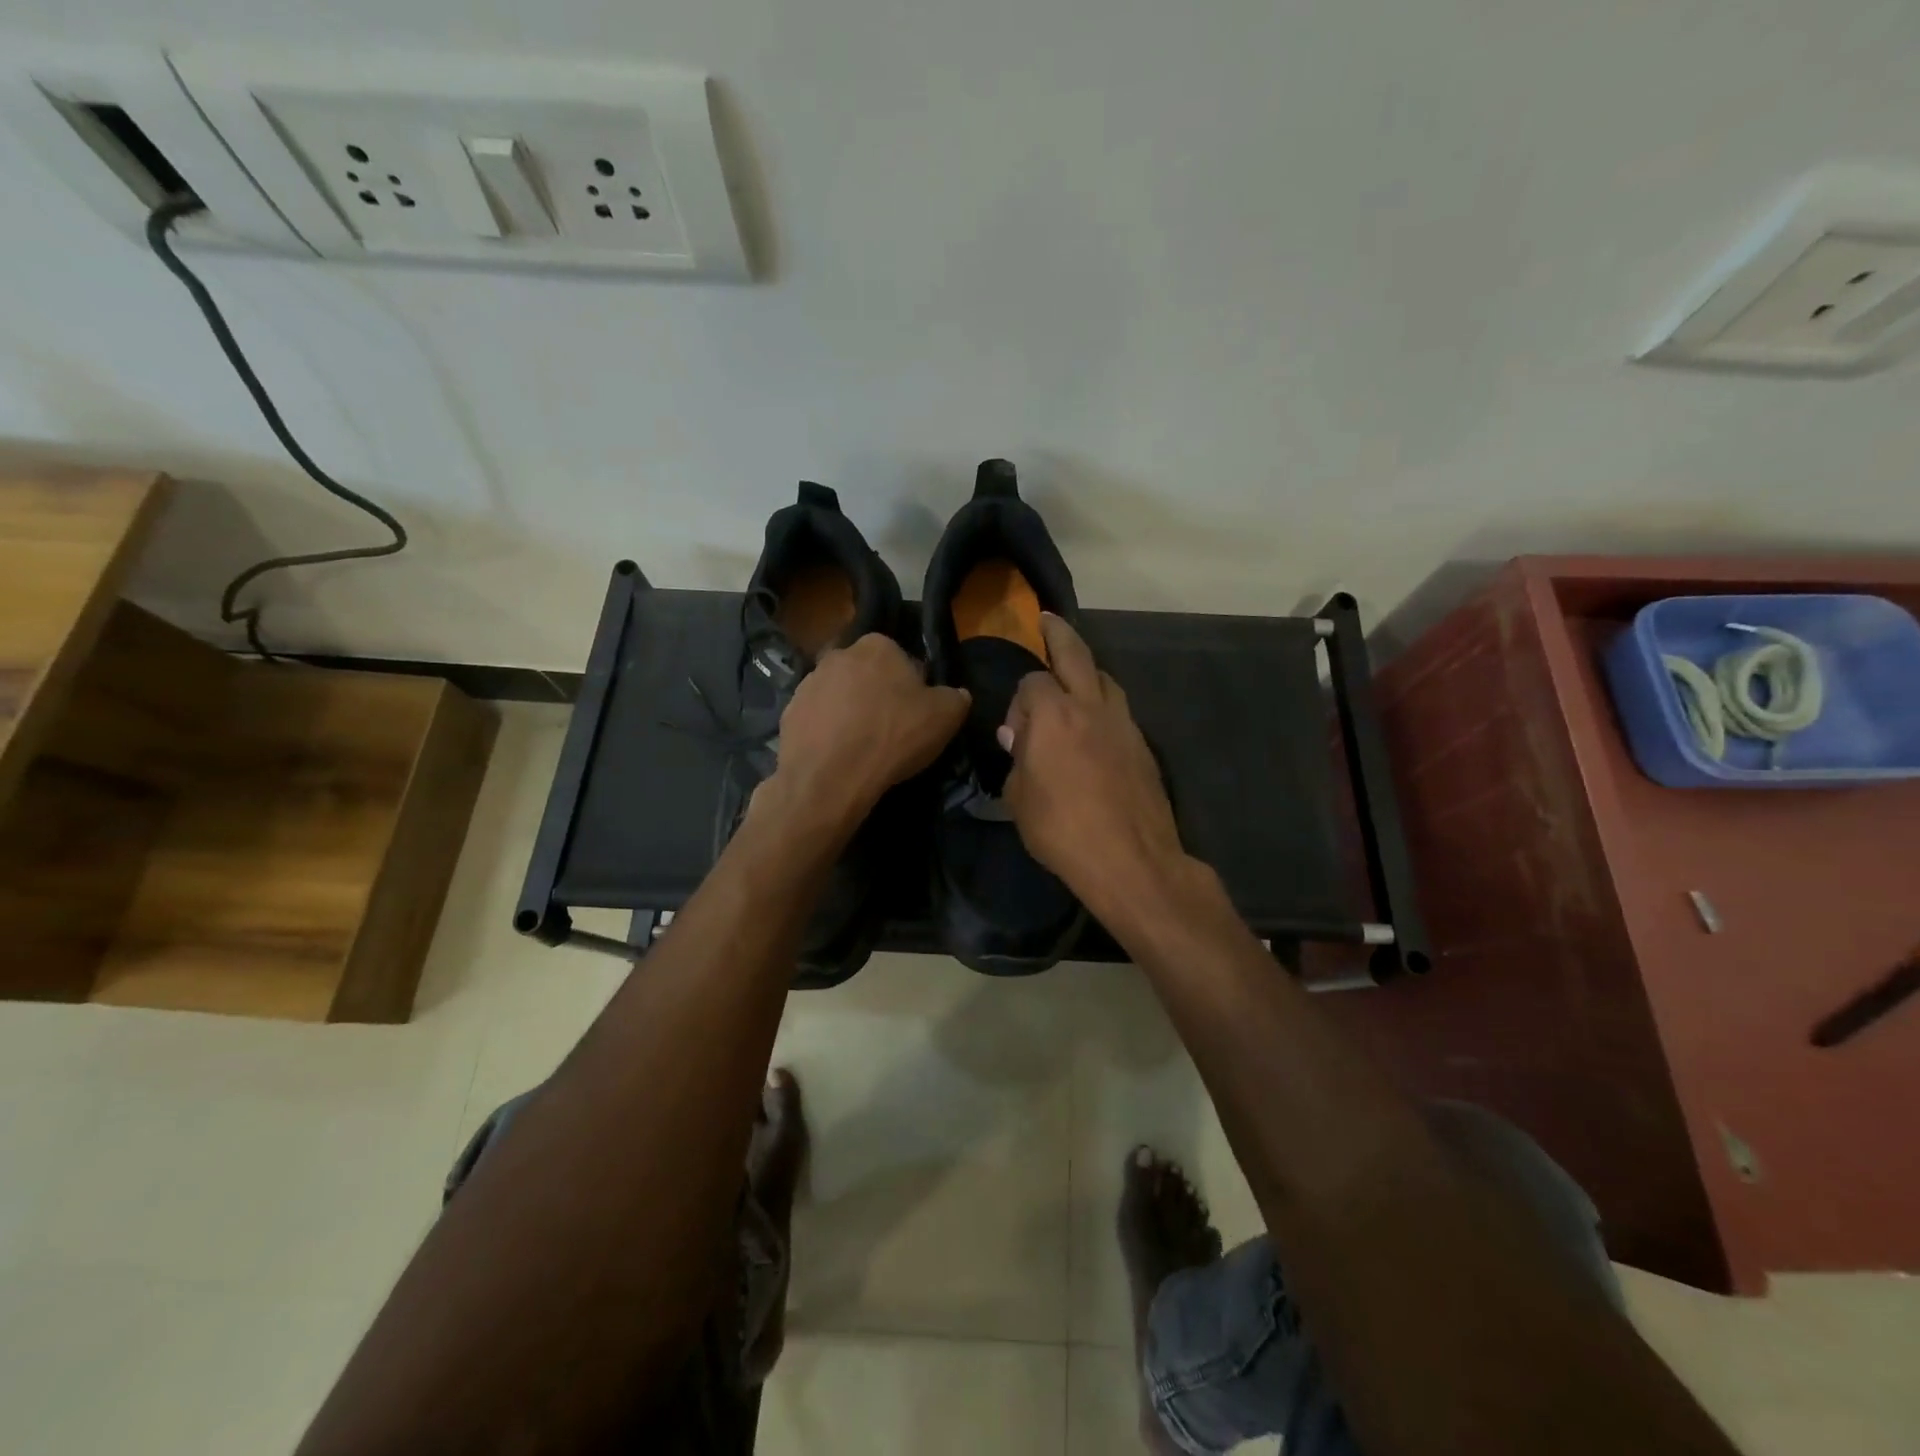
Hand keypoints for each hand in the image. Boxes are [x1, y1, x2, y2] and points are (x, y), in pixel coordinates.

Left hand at [767, 633, 968, 832]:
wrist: (830, 776)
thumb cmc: (893, 736)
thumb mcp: (946, 717)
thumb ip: (955, 697)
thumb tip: (957, 694)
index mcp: (877, 646)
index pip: (901, 658)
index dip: (911, 685)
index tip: (916, 712)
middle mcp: (838, 655)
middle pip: (867, 675)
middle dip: (877, 695)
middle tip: (891, 729)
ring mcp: (808, 683)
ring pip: (840, 696)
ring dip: (850, 713)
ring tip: (863, 748)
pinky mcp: (789, 713)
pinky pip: (818, 720)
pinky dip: (828, 733)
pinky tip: (839, 756)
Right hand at [1000, 615, 1188, 919]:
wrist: (1131, 859)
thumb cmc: (1062, 830)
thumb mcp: (1019, 799)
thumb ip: (1017, 760)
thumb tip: (1017, 738)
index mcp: (1053, 714)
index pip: (1031, 683)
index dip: (1018, 703)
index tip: (1014, 734)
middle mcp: (1090, 706)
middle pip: (1075, 653)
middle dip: (1058, 633)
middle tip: (1047, 620)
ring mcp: (1123, 723)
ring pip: (1105, 678)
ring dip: (1087, 672)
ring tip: (1074, 679)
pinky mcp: (1143, 745)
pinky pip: (1120, 709)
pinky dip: (1104, 705)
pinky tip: (1096, 726)